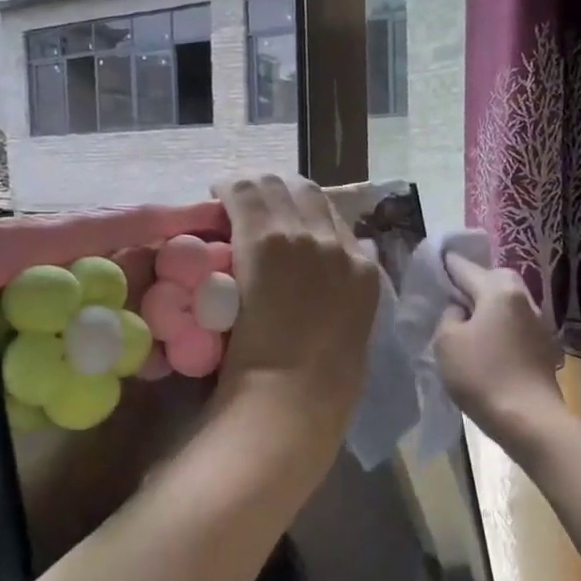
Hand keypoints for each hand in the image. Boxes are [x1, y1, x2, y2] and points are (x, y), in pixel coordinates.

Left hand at [211, 174, 381, 465]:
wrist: (293, 396)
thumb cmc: (320, 384)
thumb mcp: (349, 332)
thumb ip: (345, 297)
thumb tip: (336, 278)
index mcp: (364, 268)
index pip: (333, 217)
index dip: (303, 213)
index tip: (282, 221)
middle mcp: (337, 243)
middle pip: (307, 192)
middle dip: (279, 192)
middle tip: (253, 206)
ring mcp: (301, 237)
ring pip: (276, 184)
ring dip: (254, 189)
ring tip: (233, 199)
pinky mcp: (264, 238)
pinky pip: (244, 193)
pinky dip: (230, 191)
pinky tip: (216, 195)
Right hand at [434, 252, 563, 442]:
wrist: (529, 419)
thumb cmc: (482, 375)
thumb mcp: (447, 341)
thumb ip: (449, 315)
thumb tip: (460, 309)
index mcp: (499, 289)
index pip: (465, 267)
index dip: (446, 264)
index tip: (433, 263)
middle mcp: (523, 297)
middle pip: (493, 279)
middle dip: (472, 282)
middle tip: (450, 295)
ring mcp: (538, 321)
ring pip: (506, 302)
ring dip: (487, 306)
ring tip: (466, 320)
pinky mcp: (543, 346)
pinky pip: (514, 323)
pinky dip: (499, 325)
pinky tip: (486, 342)